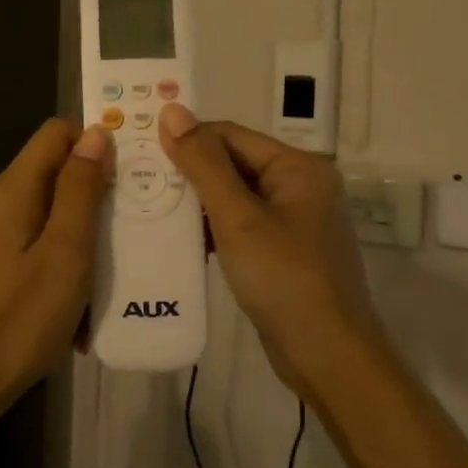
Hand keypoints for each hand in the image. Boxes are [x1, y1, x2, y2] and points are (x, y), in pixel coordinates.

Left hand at [0, 119, 111, 429]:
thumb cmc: (19, 319)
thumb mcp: (65, 253)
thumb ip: (80, 190)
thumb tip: (96, 133)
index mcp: (11, 189)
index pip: (56, 133)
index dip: (95, 144)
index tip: (129, 177)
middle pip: (52, 173)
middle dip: (92, 195)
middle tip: (128, 231)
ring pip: (45, 213)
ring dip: (78, 236)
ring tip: (106, 276)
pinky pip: (30, 244)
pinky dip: (57, 260)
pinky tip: (73, 304)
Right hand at [157, 104, 378, 398]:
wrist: (328, 356)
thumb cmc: (284, 278)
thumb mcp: (238, 218)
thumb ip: (203, 163)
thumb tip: (172, 111)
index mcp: (298, 167)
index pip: (231, 135)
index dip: (187, 139)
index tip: (142, 150)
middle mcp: (300, 185)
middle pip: (234, 163)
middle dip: (189, 171)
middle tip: (139, 179)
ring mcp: (294, 220)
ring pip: (234, 196)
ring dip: (197, 201)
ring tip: (150, 205)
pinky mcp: (283, 250)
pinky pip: (241, 224)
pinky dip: (212, 226)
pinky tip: (180, 236)